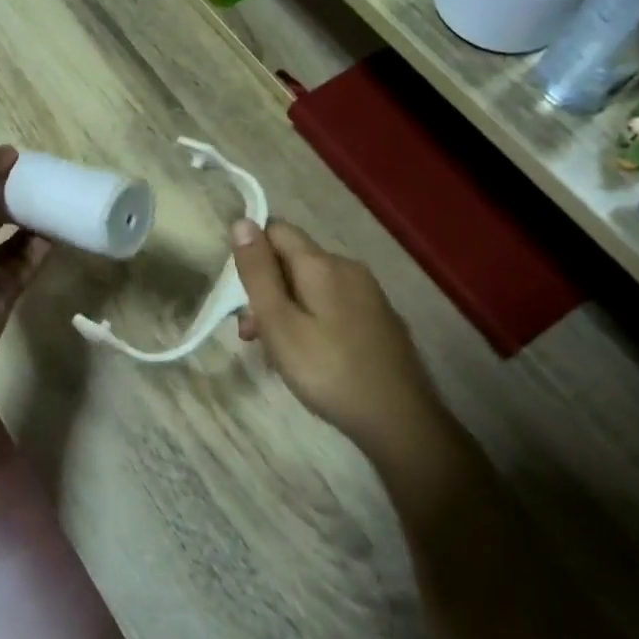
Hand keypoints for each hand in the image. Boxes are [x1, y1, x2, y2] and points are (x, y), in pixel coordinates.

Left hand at [0, 144, 52, 367]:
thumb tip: (7, 152)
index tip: (14, 158)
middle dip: (10, 190)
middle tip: (42, 178)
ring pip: (8, 233)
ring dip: (29, 218)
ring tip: (57, 200)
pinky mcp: (0, 288)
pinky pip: (25, 261)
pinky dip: (41, 247)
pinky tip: (61, 231)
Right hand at [231, 218, 442, 470]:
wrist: (398, 418)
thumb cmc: (328, 371)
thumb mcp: (279, 323)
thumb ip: (258, 273)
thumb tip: (241, 221)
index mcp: (321, 264)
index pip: (277, 229)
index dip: (251, 253)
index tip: (239, 294)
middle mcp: (348, 267)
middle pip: (293, 261)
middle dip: (266, 290)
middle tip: (249, 335)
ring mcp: (368, 293)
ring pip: (311, 286)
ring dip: (286, 309)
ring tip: (275, 353)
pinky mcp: (378, 317)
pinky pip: (333, 304)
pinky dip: (311, 320)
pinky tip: (309, 356)